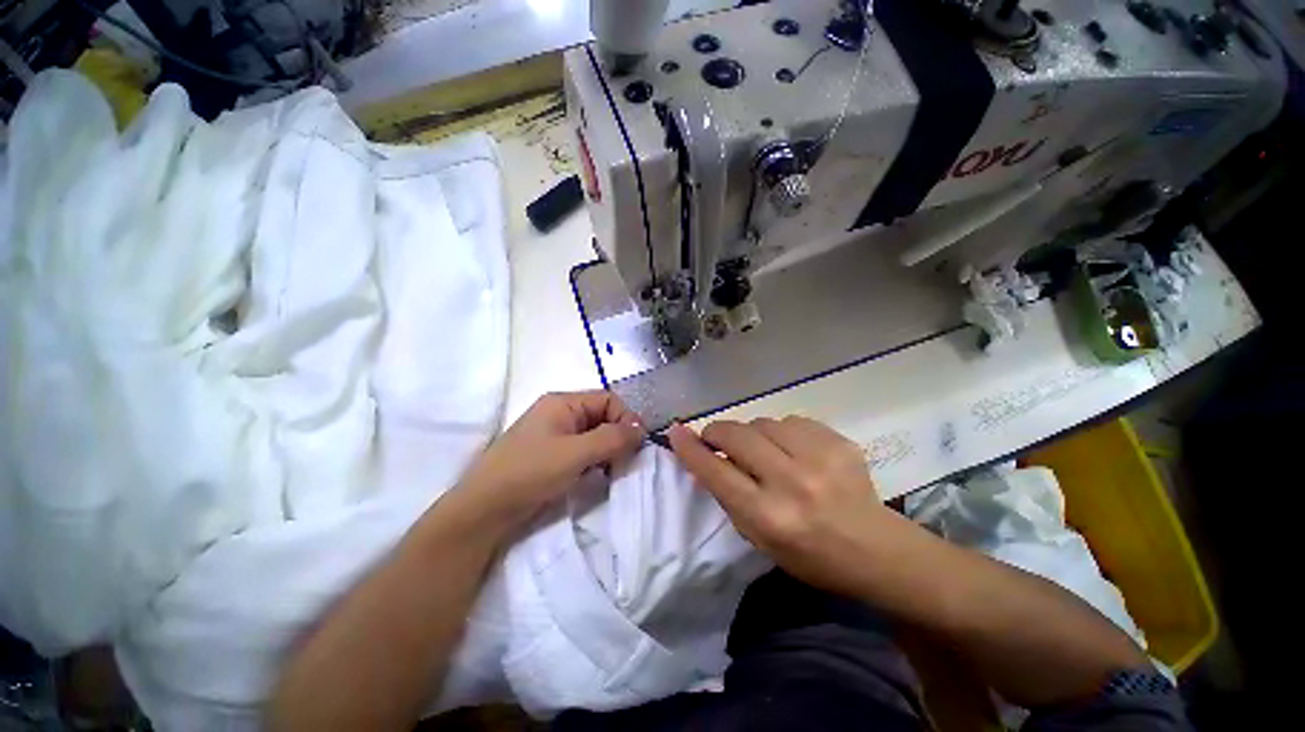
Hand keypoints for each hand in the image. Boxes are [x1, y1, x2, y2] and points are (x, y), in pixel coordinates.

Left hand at [454, 391, 644, 527]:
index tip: (637, 445)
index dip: (626, 418)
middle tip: (624, 461)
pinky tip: (595, 476)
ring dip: (607, 450)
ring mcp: (554, 435)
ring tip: (611, 471)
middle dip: (617, 436)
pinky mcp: (551, 455)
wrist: (484, 510)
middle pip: (602, 416)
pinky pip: (583, 450)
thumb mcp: (575, 453)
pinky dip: (594, 460)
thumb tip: (642, 429)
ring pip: (594, 435)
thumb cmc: (530, 472)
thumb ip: (612, 438)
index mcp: (563, 402)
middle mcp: (560, 413)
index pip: (608, 400)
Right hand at [667, 417, 890, 595]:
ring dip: (754, 433)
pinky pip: (791, 420)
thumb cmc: (808, 554)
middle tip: (717, 438)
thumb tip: (704, 456)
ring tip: (765, 451)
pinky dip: (782, 431)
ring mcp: (819, 457)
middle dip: (718, 432)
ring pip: (763, 422)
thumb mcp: (758, 538)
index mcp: (769, 516)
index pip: (716, 471)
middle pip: (737, 435)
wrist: (875, 549)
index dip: (690, 448)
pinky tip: (793, 449)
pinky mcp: (839, 441)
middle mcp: (792, 482)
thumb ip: (729, 495)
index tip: (676, 431)